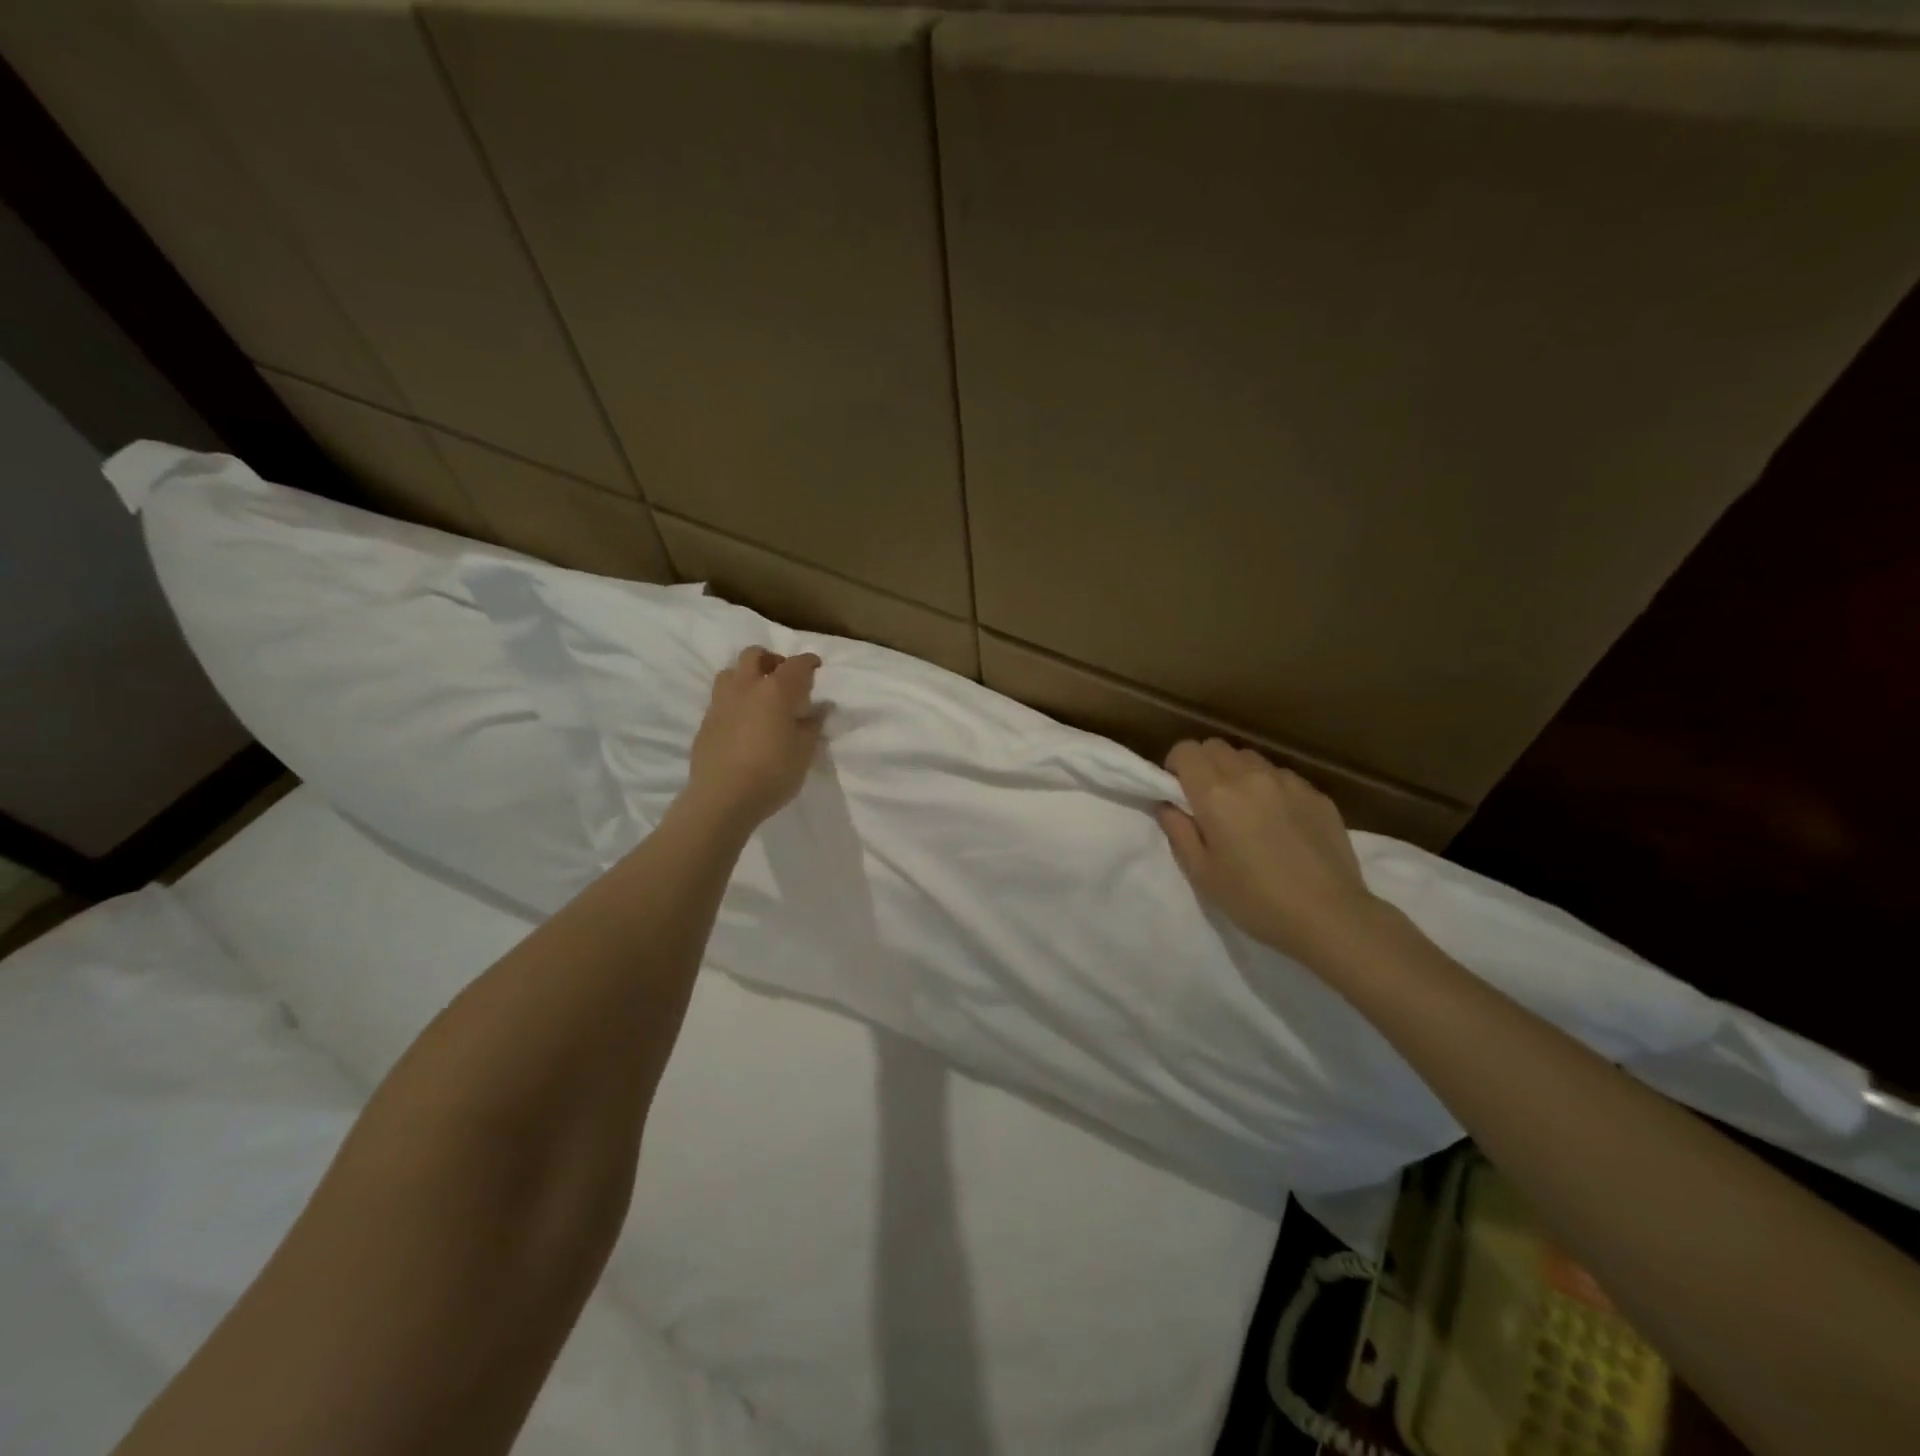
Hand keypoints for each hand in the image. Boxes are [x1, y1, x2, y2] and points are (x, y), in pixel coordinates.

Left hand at [683, 647, 822, 830]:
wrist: (722, 798)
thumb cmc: (772, 773)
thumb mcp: (804, 751)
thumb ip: (812, 725)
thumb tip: (819, 708)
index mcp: (775, 691)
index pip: (795, 665)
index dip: (808, 662)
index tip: (816, 665)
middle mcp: (745, 687)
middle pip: (754, 655)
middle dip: (771, 659)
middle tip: (784, 676)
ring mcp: (721, 703)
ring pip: (731, 672)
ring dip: (747, 675)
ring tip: (759, 694)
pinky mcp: (706, 722)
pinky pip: (721, 698)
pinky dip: (735, 699)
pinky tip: (744, 720)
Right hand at [1156, 739, 1385, 969]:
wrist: (1330, 916)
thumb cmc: (1255, 899)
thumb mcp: (1202, 873)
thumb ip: (1178, 831)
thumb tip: (1167, 805)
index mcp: (1215, 794)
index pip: (1186, 750)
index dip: (1176, 766)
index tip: (1178, 791)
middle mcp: (1250, 776)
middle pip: (1217, 746)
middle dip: (1205, 765)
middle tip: (1208, 801)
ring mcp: (1288, 782)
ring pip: (1251, 759)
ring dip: (1238, 774)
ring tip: (1246, 811)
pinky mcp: (1317, 794)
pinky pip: (1283, 777)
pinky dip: (1271, 789)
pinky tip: (1281, 824)